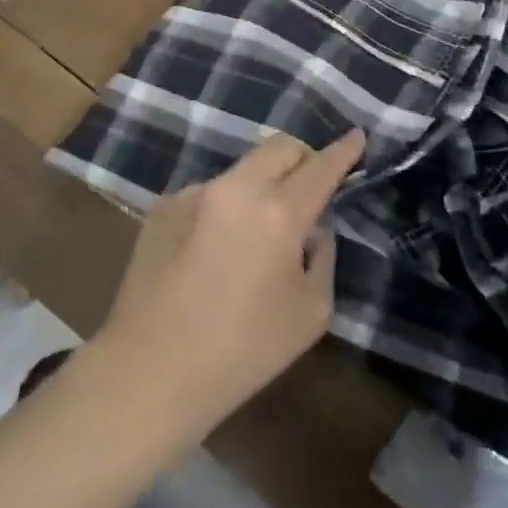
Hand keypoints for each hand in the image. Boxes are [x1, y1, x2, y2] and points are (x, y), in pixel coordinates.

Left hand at [96, 129, 364, 432]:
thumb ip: (321, 257)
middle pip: (281, 146)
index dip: (344, 150)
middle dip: (304, 157)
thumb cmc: (242, 351)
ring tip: (255, 232)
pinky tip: (213, 251)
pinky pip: (209, 194)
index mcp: (279, 212)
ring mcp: (195, 192)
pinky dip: (225, 208)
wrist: (151, 370)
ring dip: (261, 185)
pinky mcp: (164, 206)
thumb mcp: (311, 313)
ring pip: (243, 169)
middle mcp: (236, 188)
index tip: (357, 137)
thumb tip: (310, 231)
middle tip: (311, 185)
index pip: (321, 166)